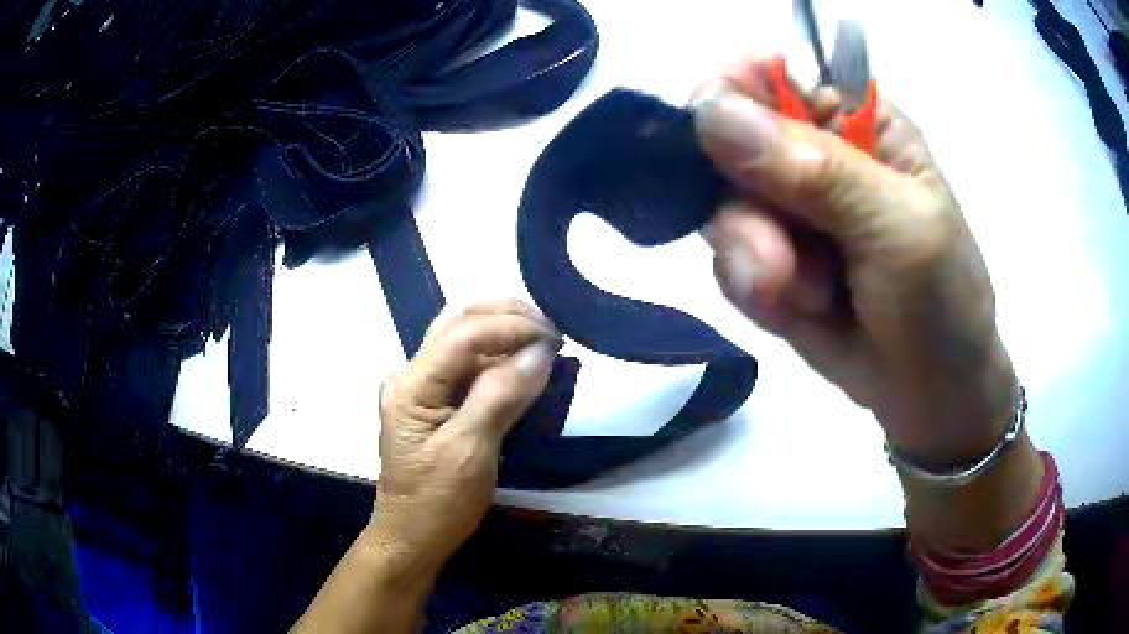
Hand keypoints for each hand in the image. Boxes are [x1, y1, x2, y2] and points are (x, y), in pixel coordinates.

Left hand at [370, 300, 559, 575]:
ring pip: (464, 337)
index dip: (510, 327)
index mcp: (411, 386)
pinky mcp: (435, 400)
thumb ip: (501, 396)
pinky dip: (501, 355)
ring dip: (505, 330)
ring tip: (546, 339)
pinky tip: (526, 361)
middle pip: (457, 321)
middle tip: (552, 328)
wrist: (413, 536)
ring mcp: (422, 386)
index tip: (556, 338)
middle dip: (506, 315)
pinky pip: (469, 364)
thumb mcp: (471, 452)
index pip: (462, 335)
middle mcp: (412, 374)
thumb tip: (540, 352)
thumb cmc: (438, 502)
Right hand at [693, 56, 1017, 465]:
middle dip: (745, 202)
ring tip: (805, 297)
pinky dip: (752, 289)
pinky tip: (795, 311)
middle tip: (782, 260)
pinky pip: (726, 258)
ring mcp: (786, 209)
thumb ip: (815, 171)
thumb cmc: (942, 303)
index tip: (713, 135)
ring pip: (720, 205)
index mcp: (857, 121)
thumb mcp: (899, 230)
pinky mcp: (768, 260)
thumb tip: (709, 112)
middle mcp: (813, 153)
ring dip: (751, 255)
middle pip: (727, 141)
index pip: (770, 74)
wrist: (930, 397)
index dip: (733, 93)